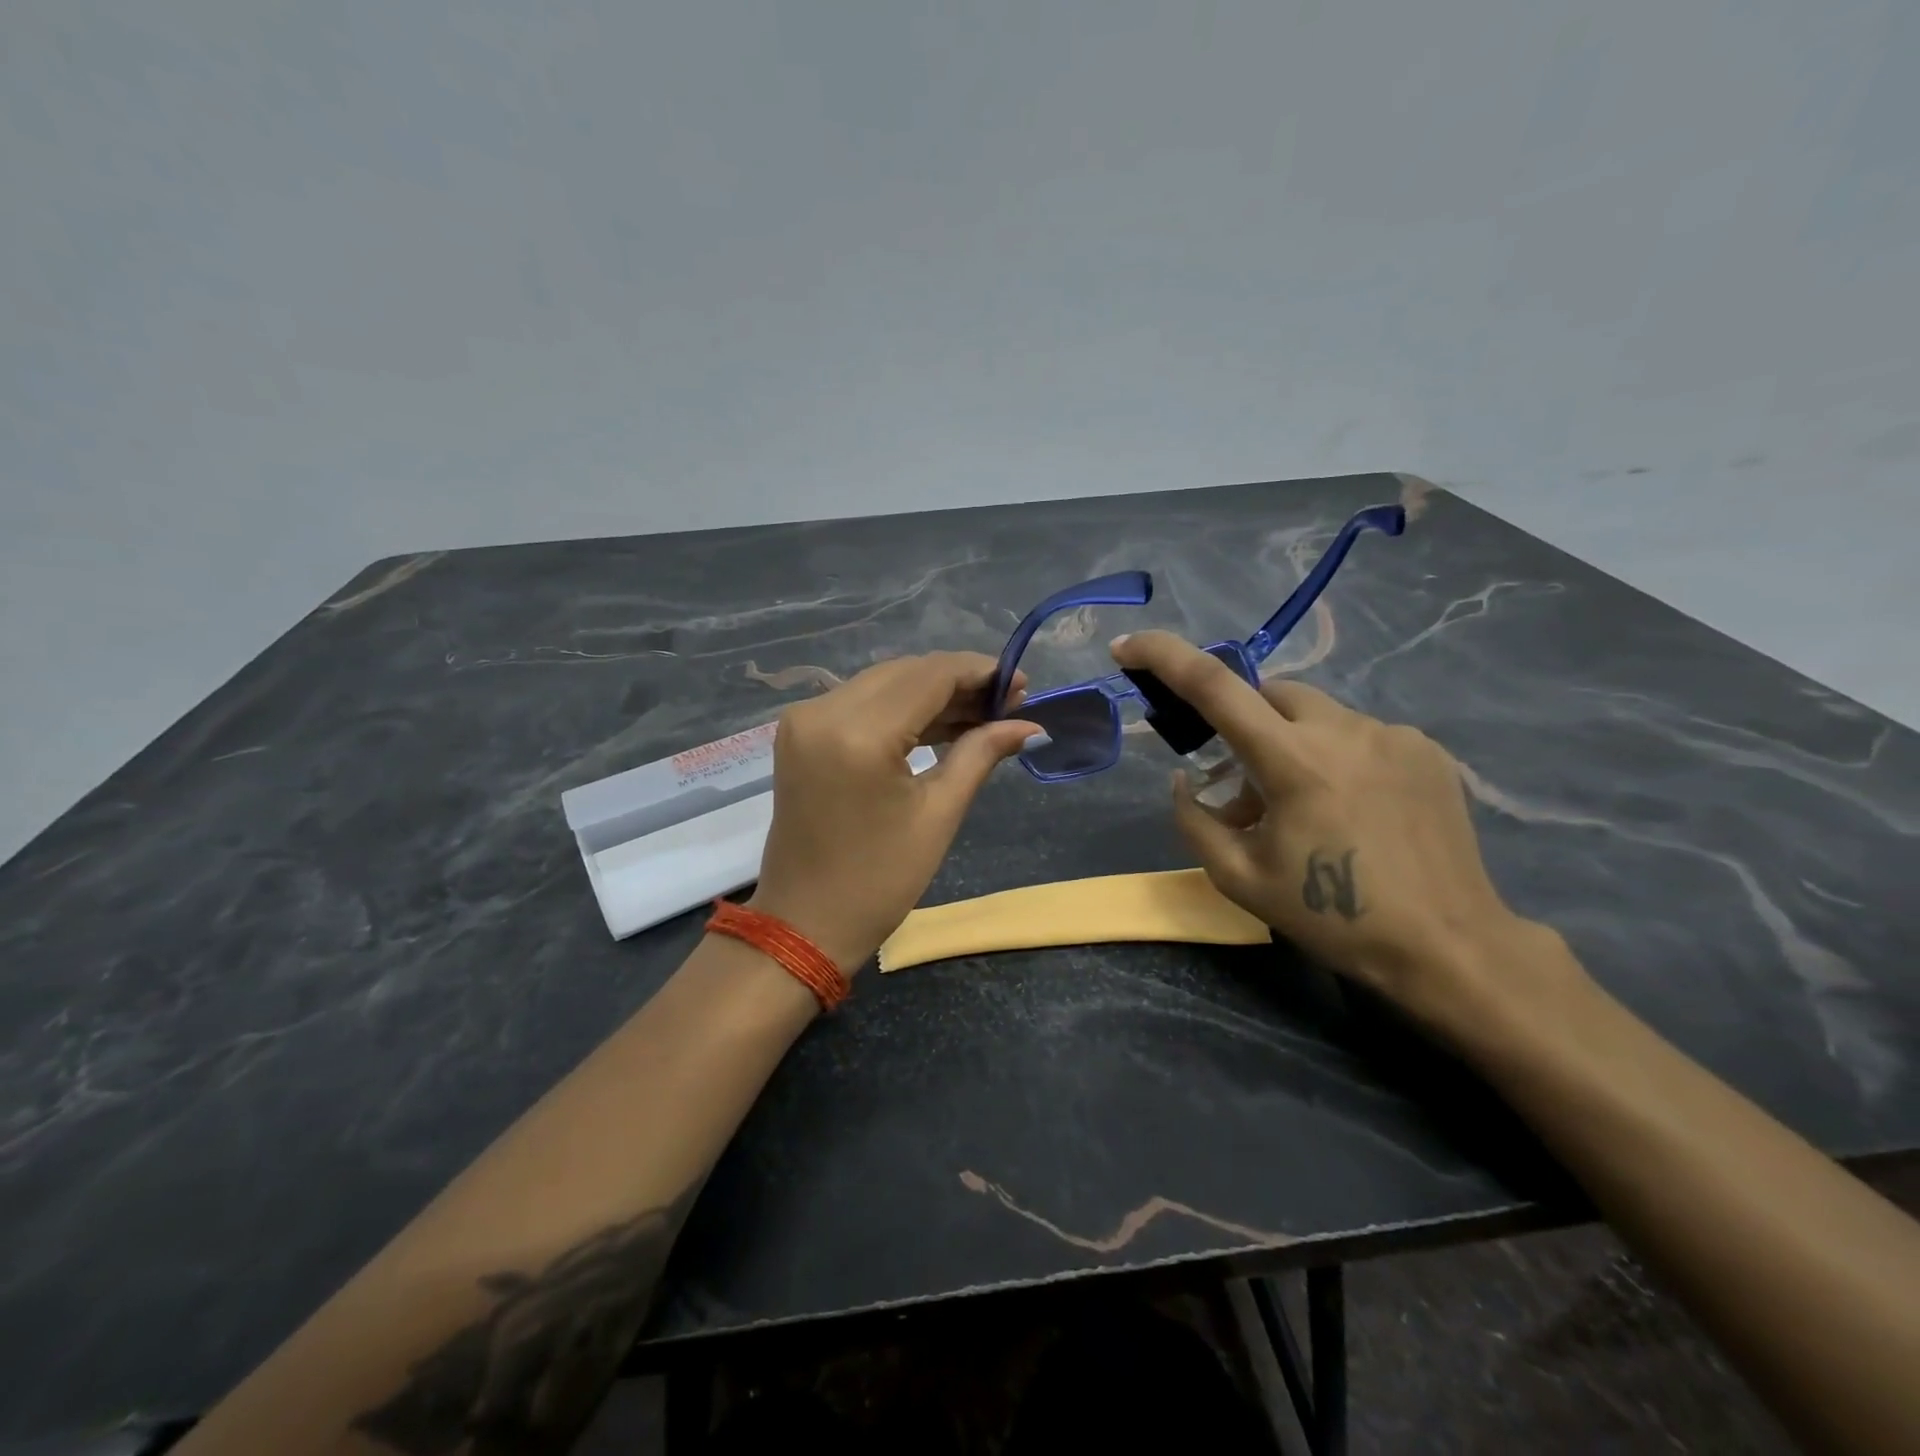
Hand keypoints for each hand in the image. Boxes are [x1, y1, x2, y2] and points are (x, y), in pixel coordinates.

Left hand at [749, 653, 1037, 972]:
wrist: (803, 923)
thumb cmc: (878, 880)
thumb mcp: (938, 815)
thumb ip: (981, 754)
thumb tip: (1031, 726)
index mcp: (858, 733)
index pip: (929, 675)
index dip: (980, 672)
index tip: (1022, 683)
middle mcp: (823, 711)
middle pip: (905, 672)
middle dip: (959, 681)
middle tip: (1008, 703)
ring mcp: (805, 719)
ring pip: (883, 683)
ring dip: (932, 693)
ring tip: (983, 714)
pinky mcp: (800, 733)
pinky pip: (861, 703)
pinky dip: (901, 709)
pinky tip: (942, 723)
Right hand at [1111, 631, 1552, 1021]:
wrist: (1448, 946)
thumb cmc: (1333, 917)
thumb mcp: (1238, 878)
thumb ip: (1194, 820)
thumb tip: (1185, 781)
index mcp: (1292, 761)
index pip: (1213, 685)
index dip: (1163, 655)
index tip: (1126, 646)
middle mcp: (1343, 730)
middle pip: (1268, 693)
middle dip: (1241, 724)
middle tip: (1243, 788)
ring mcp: (1392, 734)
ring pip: (1315, 714)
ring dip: (1289, 744)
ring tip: (1303, 806)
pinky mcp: (1425, 749)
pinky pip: (1357, 733)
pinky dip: (1334, 756)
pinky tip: (1352, 808)